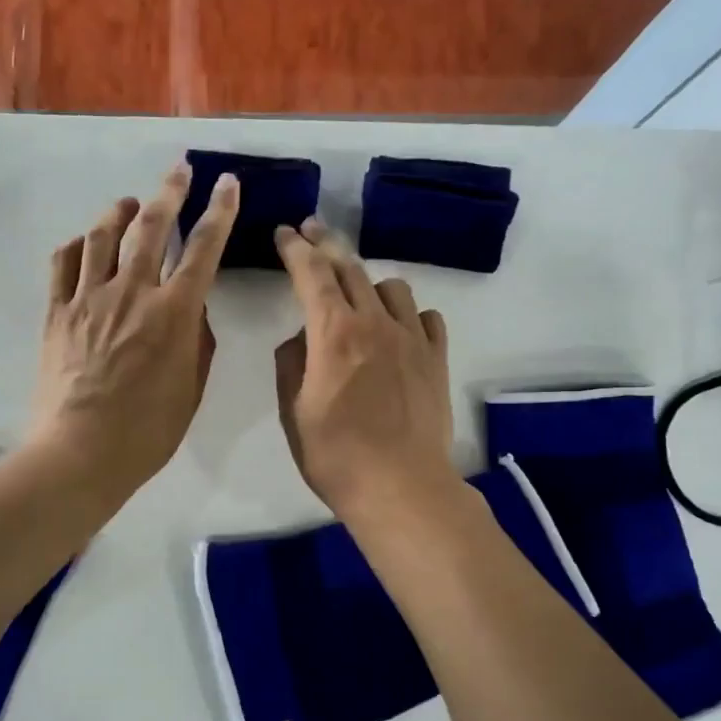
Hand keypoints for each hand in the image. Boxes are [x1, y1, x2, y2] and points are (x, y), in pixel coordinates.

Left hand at [28, 162, 239, 501]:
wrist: (81, 452)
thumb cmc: (147, 432)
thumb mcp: (191, 389)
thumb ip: (196, 341)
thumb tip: (190, 310)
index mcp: (174, 313)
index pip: (204, 248)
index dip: (220, 211)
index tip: (227, 184)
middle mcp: (132, 293)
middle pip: (152, 226)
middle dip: (170, 191)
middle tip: (179, 170)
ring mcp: (88, 299)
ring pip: (103, 236)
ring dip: (120, 212)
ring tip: (129, 204)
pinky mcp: (56, 313)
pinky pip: (63, 264)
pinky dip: (77, 245)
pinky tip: (85, 244)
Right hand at [273, 219, 455, 520]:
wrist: (401, 488)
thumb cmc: (336, 455)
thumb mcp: (293, 412)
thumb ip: (292, 363)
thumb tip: (301, 338)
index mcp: (333, 333)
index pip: (311, 273)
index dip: (295, 248)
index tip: (284, 232)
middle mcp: (374, 323)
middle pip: (350, 267)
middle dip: (326, 244)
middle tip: (311, 232)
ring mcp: (411, 338)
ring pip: (391, 286)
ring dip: (368, 281)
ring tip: (357, 295)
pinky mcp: (436, 358)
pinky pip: (425, 316)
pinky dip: (407, 313)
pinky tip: (398, 329)